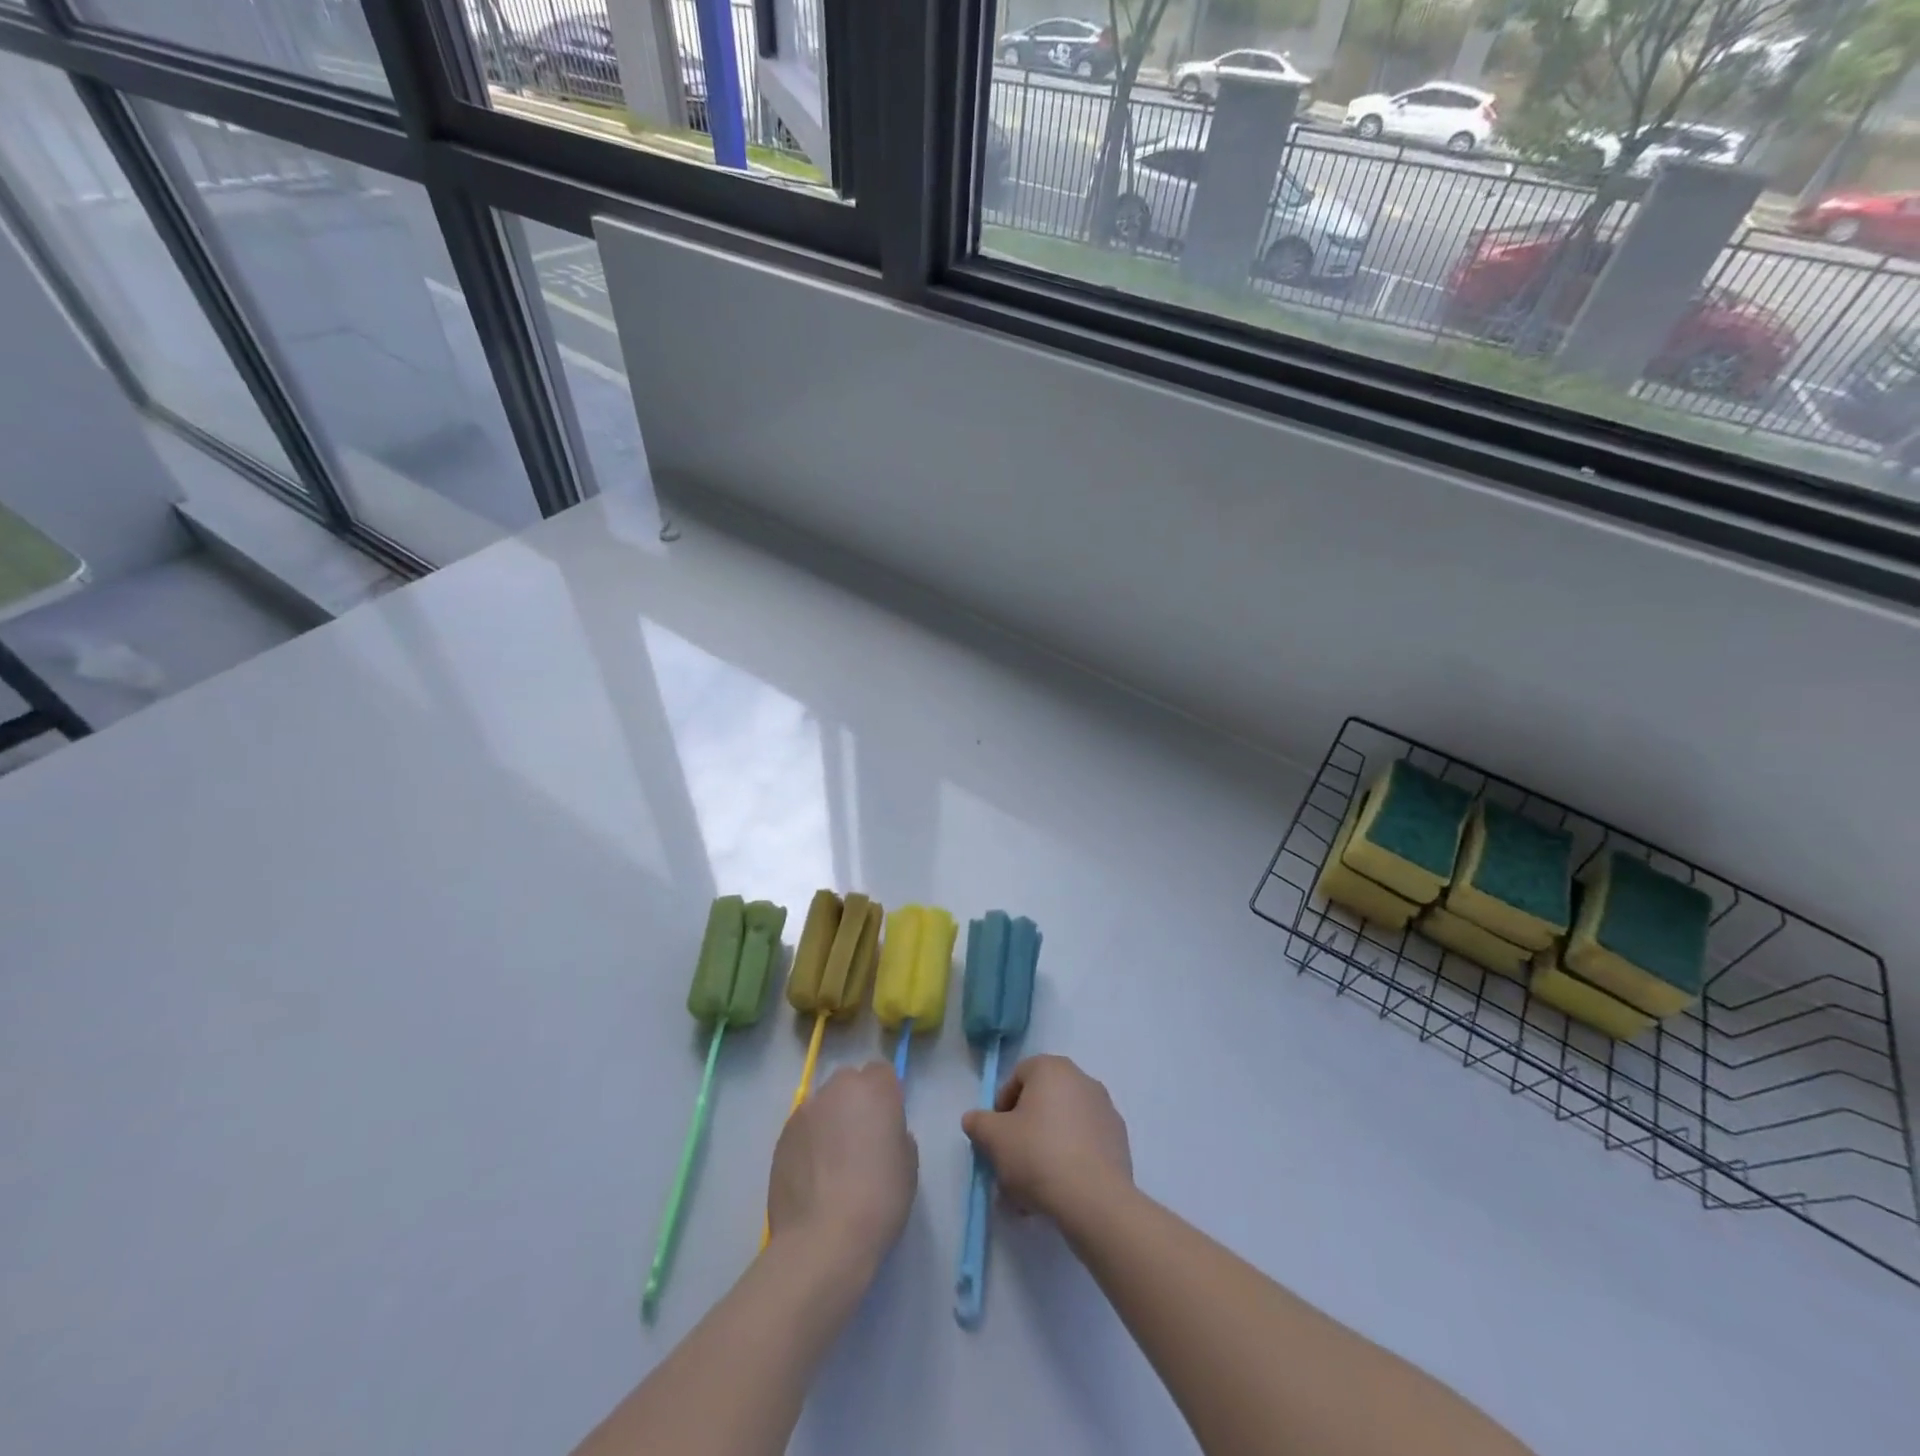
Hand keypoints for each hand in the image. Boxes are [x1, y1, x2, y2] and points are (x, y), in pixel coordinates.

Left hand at [767, 1063, 916, 1276]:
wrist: (823, 1239)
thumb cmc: (879, 1199)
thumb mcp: (908, 1165)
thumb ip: (896, 1135)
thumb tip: (881, 1135)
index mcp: (874, 1089)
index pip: (882, 1072)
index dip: (886, 1095)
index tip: (888, 1123)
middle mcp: (837, 1089)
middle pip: (849, 1083)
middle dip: (856, 1103)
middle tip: (861, 1140)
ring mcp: (805, 1111)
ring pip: (823, 1105)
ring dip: (830, 1121)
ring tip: (833, 1163)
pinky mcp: (782, 1136)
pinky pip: (803, 1129)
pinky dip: (809, 1143)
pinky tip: (813, 1177)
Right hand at [961, 1055, 1131, 1221]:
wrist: (1094, 1199)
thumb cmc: (1038, 1155)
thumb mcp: (994, 1139)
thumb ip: (978, 1123)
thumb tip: (974, 1119)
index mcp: (1052, 1069)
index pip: (1018, 1076)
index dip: (1001, 1105)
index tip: (996, 1136)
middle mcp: (1082, 1079)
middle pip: (1042, 1102)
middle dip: (1023, 1131)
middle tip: (1011, 1162)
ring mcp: (1105, 1110)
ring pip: (1063, 1126)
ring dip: (1045, 1149)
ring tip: (1031, 1188)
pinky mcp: (1119, 1140)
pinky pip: (1084, 1144)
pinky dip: (1070, 1160)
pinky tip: (1058, 1191)